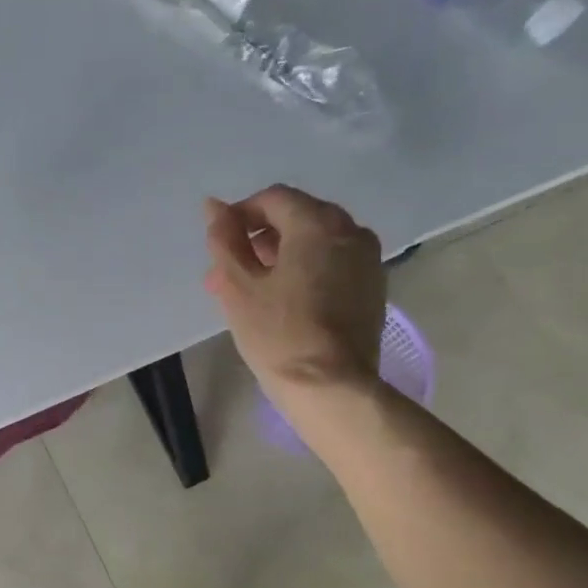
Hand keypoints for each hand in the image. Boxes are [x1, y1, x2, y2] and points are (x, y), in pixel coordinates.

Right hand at [203, 186, 384, 400]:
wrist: (330, 387)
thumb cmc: (277, 334)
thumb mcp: (238, 286)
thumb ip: (225, 240)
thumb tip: (214, 206)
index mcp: (317, 223)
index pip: (274, 199)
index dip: (241, 215)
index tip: (220, 246)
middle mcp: (350, 231)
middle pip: (297, 218)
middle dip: (259, 240)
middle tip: (229, 274)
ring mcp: (367, 260)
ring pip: (316, 243)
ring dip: (280, 257)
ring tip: (252, 291)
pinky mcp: (372, 288)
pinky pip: (333, 265)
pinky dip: (305, 271)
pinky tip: (284, 302)